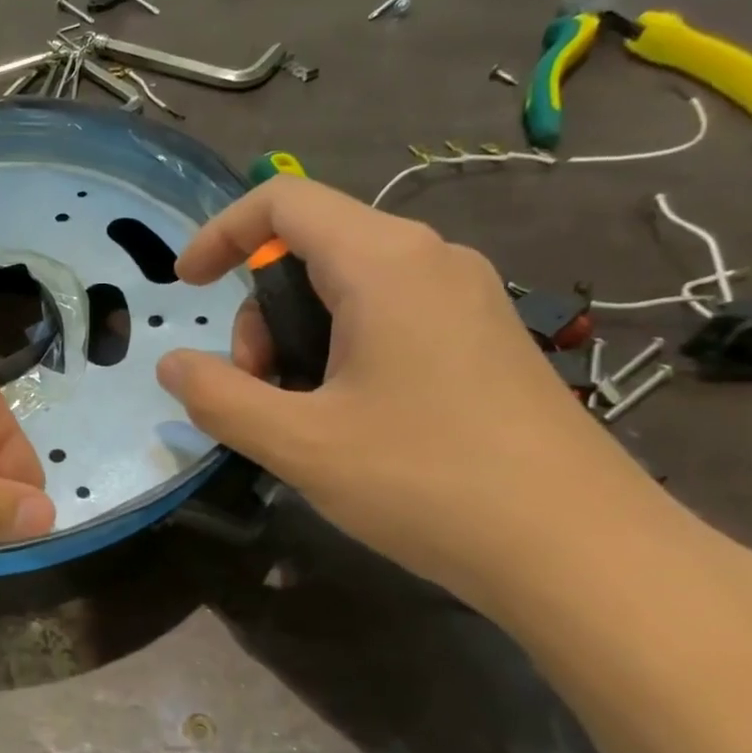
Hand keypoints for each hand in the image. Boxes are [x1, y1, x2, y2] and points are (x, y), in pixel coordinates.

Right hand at [155, 176, 676, 612]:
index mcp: (384, 264)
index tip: (186, 289)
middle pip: (310, 249)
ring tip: (301, 416)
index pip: (282, 201)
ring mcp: (465, 299)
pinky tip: (348, 420)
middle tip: (256, 390)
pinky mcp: (481, 339)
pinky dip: (339, 352)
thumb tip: (172, 364)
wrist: (579, 550)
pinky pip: (386, 317)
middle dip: (259, 314)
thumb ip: (218, 397)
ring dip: (296, 340)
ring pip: (346, 288)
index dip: (219, 234)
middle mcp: (430, 261)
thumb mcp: (299, 443)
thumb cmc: (427, 482)